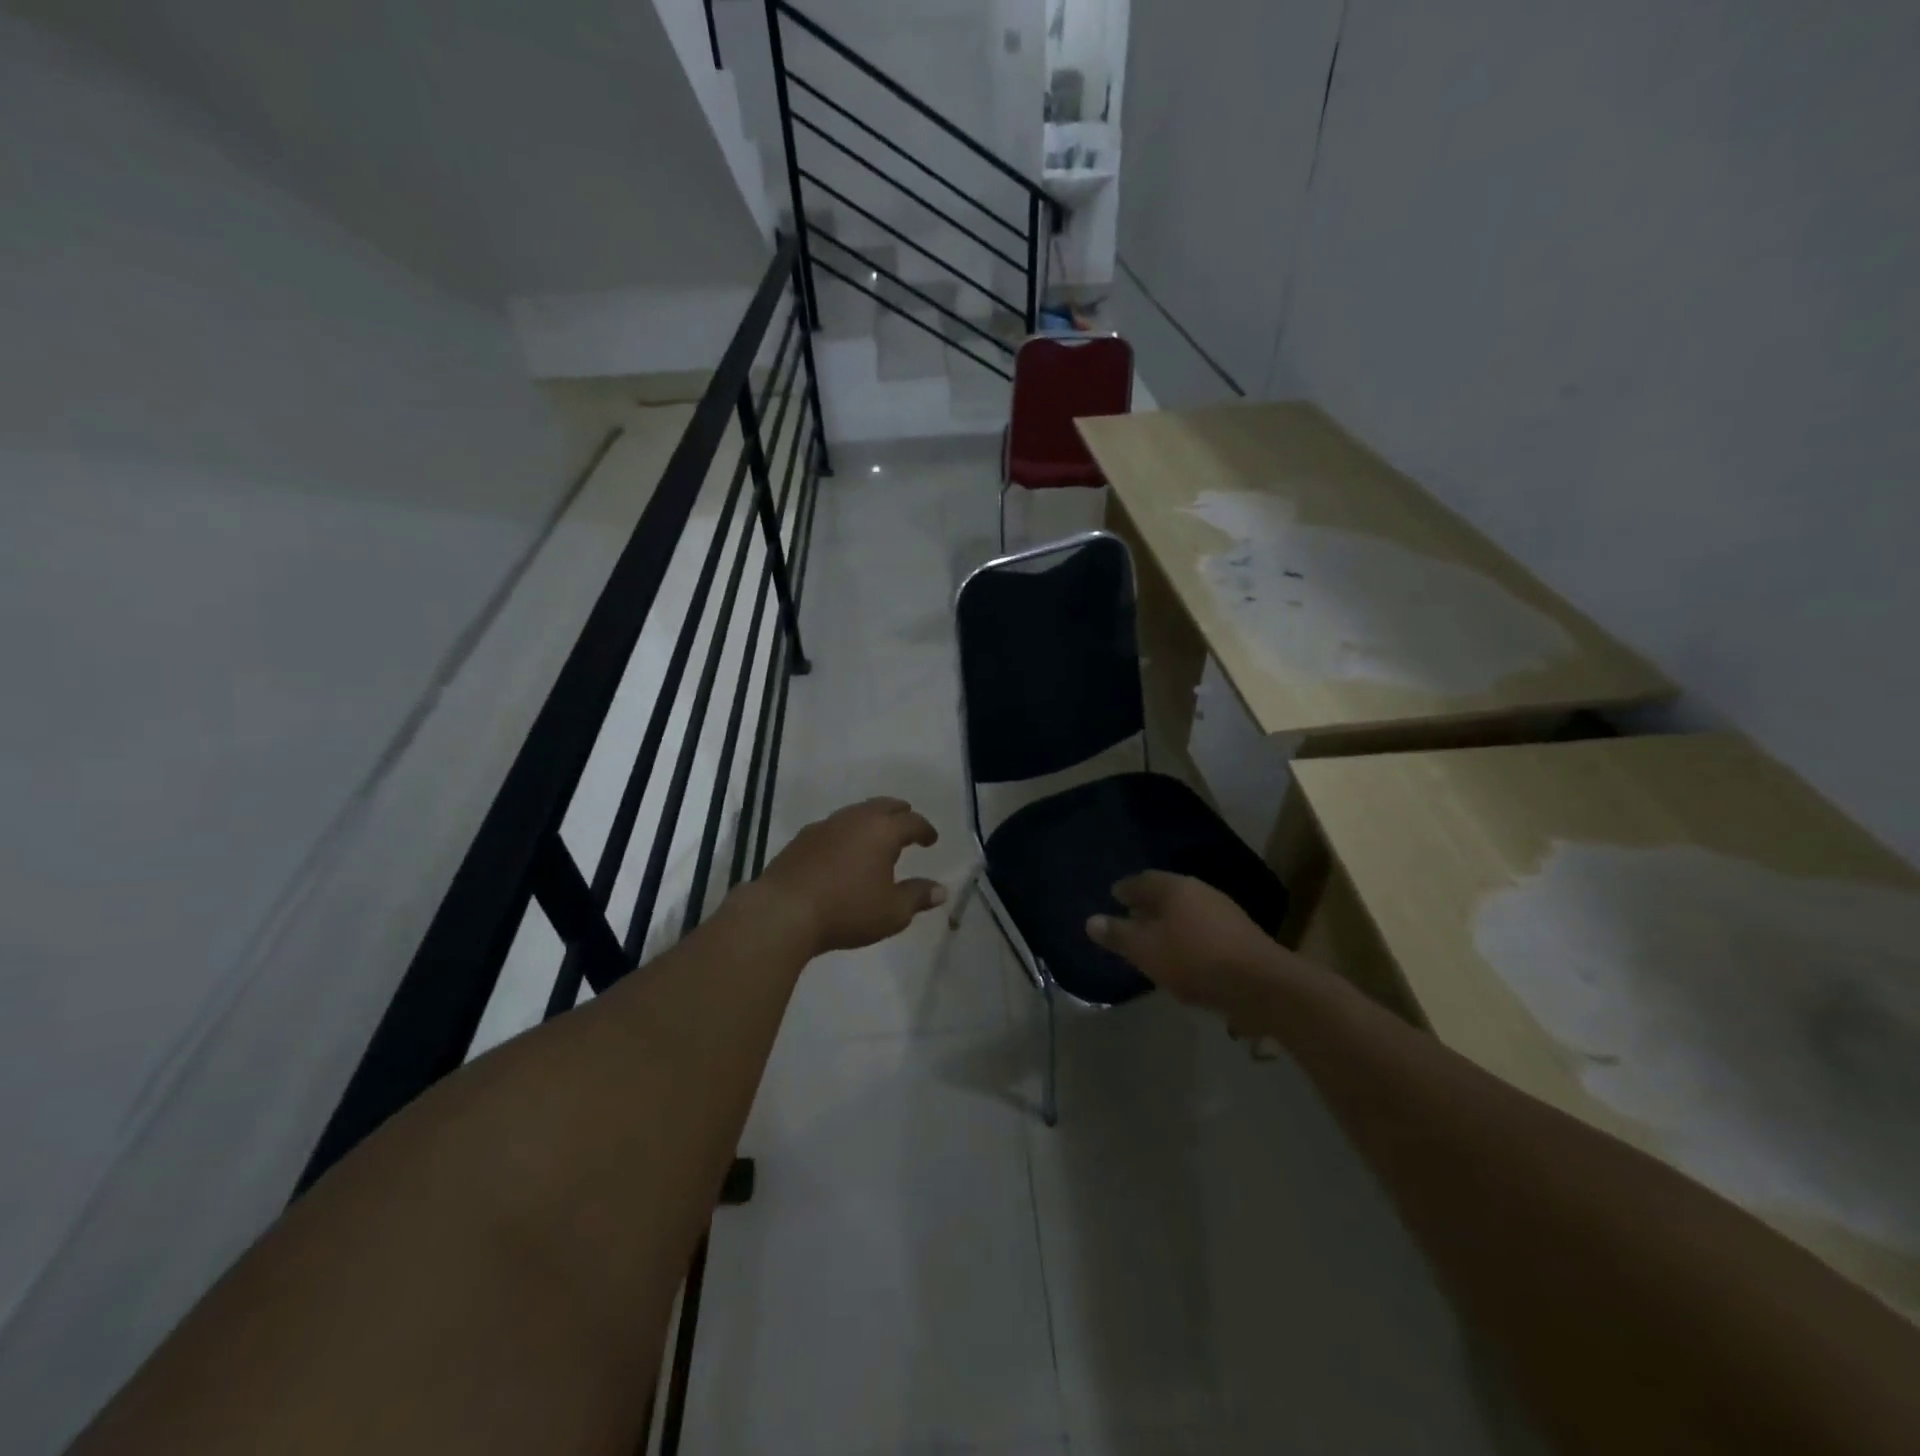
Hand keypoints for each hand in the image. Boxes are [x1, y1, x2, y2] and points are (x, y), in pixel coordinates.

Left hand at [755, 797, 945, 954]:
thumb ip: (918, 897)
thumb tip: (941, 890)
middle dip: (899, 814)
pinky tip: (844, 850)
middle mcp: (855, 819)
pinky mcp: (802, 838)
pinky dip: (847, 832)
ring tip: (876, 838)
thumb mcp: (892, 912)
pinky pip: (834, 826)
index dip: (925, 829)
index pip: (912, 821)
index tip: (931, 840)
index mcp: (882, 831)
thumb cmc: (846, 910)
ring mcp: (825, 825)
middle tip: (907, 826)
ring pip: (856, 813)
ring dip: (871, 821)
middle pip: (883, 806)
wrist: (783, 911)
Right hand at [1086, 872, 1293, 1018]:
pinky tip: (1183, 957)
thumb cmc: (1194, 960)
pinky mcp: (1240, 937)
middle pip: (1166, 894)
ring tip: (1153, 940)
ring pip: (1187, 912)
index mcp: (1175, 888)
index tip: (1113, 896)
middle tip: (1129, 917)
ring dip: (1169, 923)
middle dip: (1147, 905)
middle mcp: (1200, 892)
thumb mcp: (1145, 950)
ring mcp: (1224, 913)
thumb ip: (1118, 935)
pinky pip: (1203, 931)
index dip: (1125, 889)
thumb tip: (1091, 921)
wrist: (1261, 985)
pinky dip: (1187, 938)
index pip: (1142, 880)